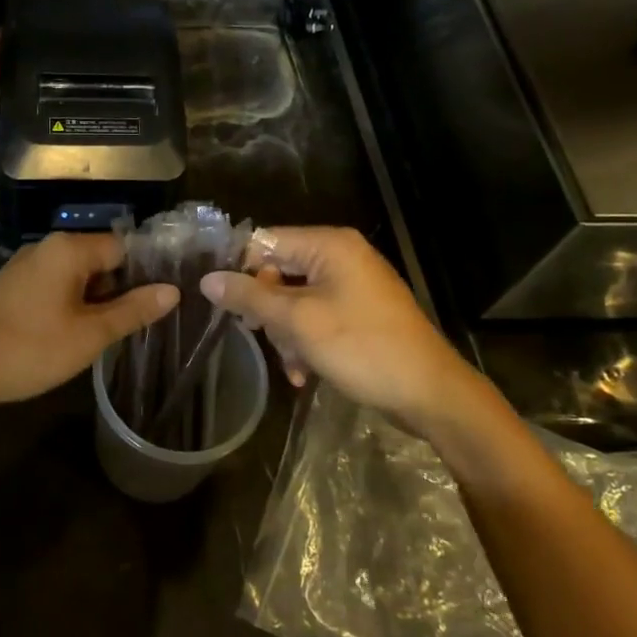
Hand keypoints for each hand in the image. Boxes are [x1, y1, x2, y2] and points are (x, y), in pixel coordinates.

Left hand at [0, 232, 177, 414]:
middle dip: (119, 289)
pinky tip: (72, 335)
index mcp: (68, 248)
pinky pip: (53, 287)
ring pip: (75, 276)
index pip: (123, 247)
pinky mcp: (10, 288)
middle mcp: (45, 247)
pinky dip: (69, 305)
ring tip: (110, 334)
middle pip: (99, 260)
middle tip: (139, 324)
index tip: (161, 301)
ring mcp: (24, 267)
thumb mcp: (90, 335)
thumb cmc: (30, 348)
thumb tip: (172, 291)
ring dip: (94, 301)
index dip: (145, 273)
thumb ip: (133, 310)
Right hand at [200, 226, 485, 425]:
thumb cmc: (362, 347)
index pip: (266, 242)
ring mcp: (353, 286)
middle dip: (267, 310)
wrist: (430, 394)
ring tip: (292, 364)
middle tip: (260, 336)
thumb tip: (207, 279)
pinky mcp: (360, 313)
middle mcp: (341, 257)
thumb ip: (250, 296)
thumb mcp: (298, 322)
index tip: (223, 303)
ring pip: (295, 300)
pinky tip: (303, 374)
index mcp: (329, 245)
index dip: (241, 270)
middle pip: (279, 272)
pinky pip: (317, 317)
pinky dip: (306, 341)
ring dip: (286, 333)